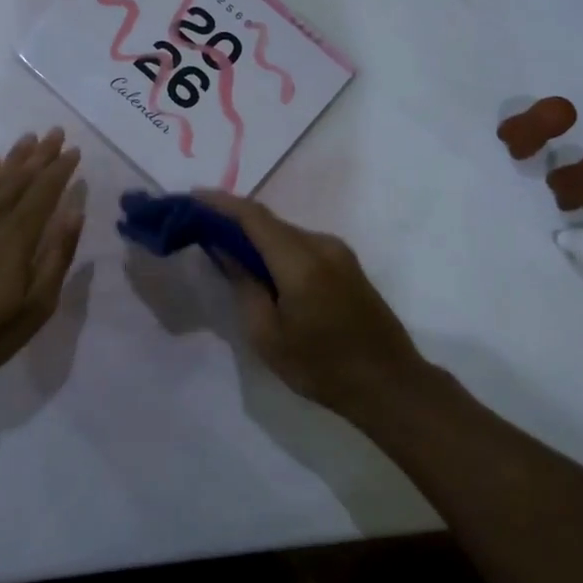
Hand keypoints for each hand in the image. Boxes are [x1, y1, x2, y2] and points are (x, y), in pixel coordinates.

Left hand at [0, 129, 83, 374]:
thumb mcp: (35, 306)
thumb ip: (56, 256)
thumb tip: (74, 212)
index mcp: (18, 235)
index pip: (44, 192)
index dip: (60, 170)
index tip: (74, 150)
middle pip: (20, 178)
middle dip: (40, 155)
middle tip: (55, 131)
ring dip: (13, 158)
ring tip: (28, 138)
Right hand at [193, 190, 427, 417]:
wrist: (391, 385)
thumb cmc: (322, 368)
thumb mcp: (268, 336)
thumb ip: (244, 285)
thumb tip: (223, 248)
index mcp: (300, 260)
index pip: (253, 216)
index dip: (220, 203)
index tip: (191, 197)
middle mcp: (321, 244)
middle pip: (269, 221)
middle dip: (233, 219)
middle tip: (200, 226)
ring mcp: (338, 252)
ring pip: (286, 232)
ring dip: (255, 235)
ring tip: (224, 247)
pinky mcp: (346, 264)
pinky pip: (301, 244)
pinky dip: (275, 247)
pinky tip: (260, 266)